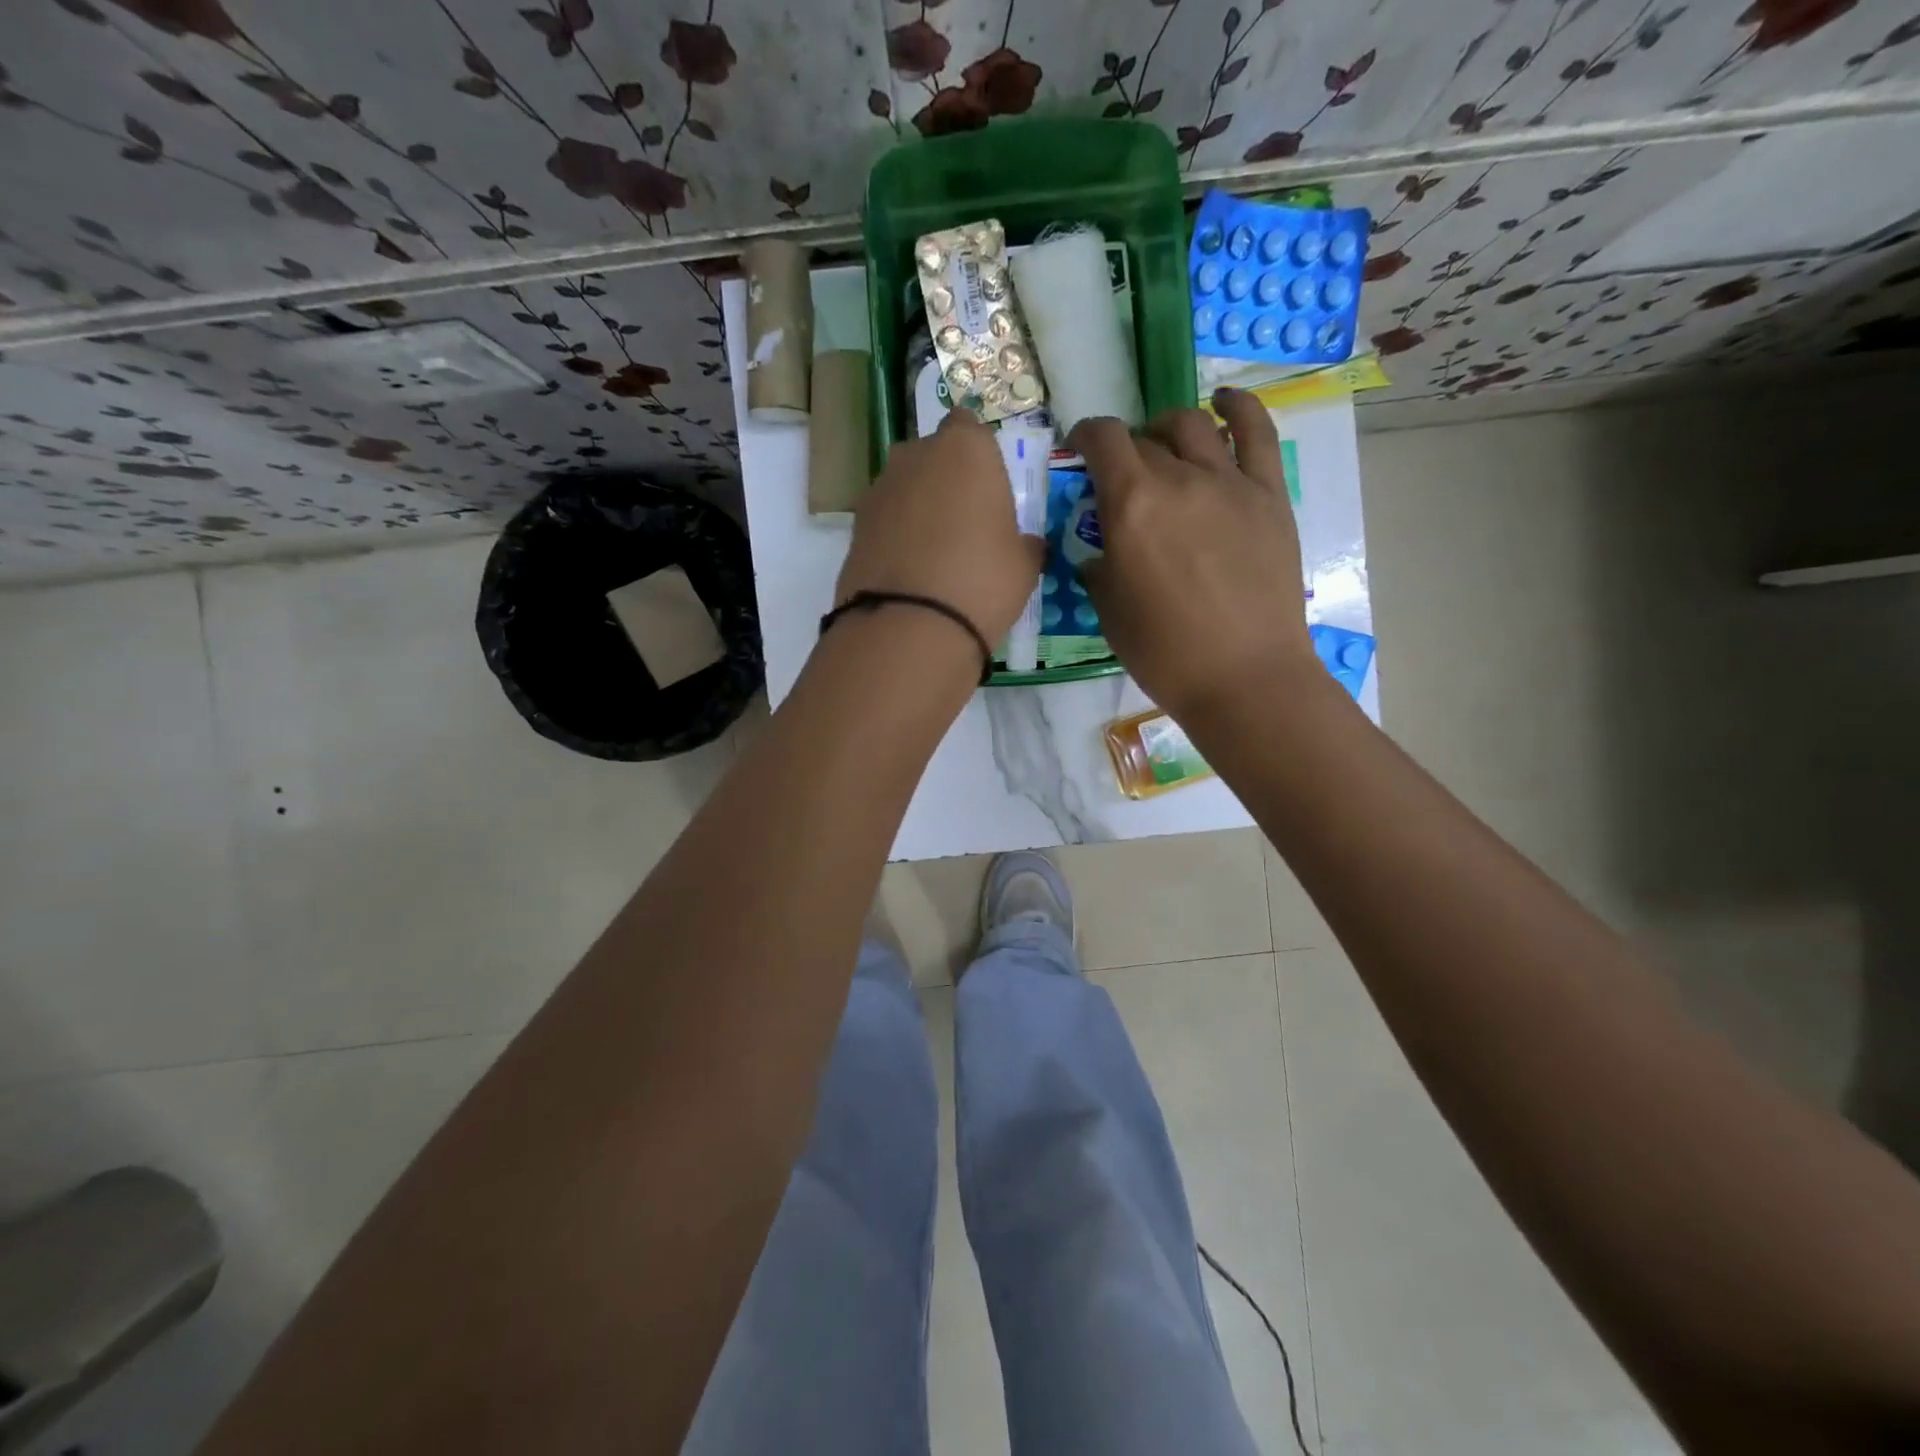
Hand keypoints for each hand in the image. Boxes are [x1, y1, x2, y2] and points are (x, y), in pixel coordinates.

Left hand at [836, 409, 1043, 647]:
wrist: (909, 626)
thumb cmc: (982, 581)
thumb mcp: (1024, 566)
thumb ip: (1025, 543)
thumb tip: (1024, 544)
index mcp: (965, 449)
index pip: (969, 427)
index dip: (978, 455)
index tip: (987, 486)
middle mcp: (916, 456)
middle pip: (932, 455)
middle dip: (945, 479)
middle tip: (965, 522)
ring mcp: (879, 489)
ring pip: (905, 487)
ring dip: (918, 507)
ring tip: (935, 552)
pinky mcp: (855, 525)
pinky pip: (886, 520)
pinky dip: (896, 535)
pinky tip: (911, 570)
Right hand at [1069, 388, 1314, 723]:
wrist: (1243, 676)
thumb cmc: (1165, 653)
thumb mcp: (1109, 612)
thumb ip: (1099, 568)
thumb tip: (1100, 552)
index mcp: (1131, 505)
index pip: (1102, 440)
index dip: (1085, 435)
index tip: (1080, 449)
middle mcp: (1178, 478)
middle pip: (1144, 439)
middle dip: (1125, 449)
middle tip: (1123, 476)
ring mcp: (1229, 482)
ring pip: (1194, 425)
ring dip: (1169, 427)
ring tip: (1165, 445)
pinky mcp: (1268, 495)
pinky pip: (1258, 433)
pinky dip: (1239, 407)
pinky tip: (1224, 402)